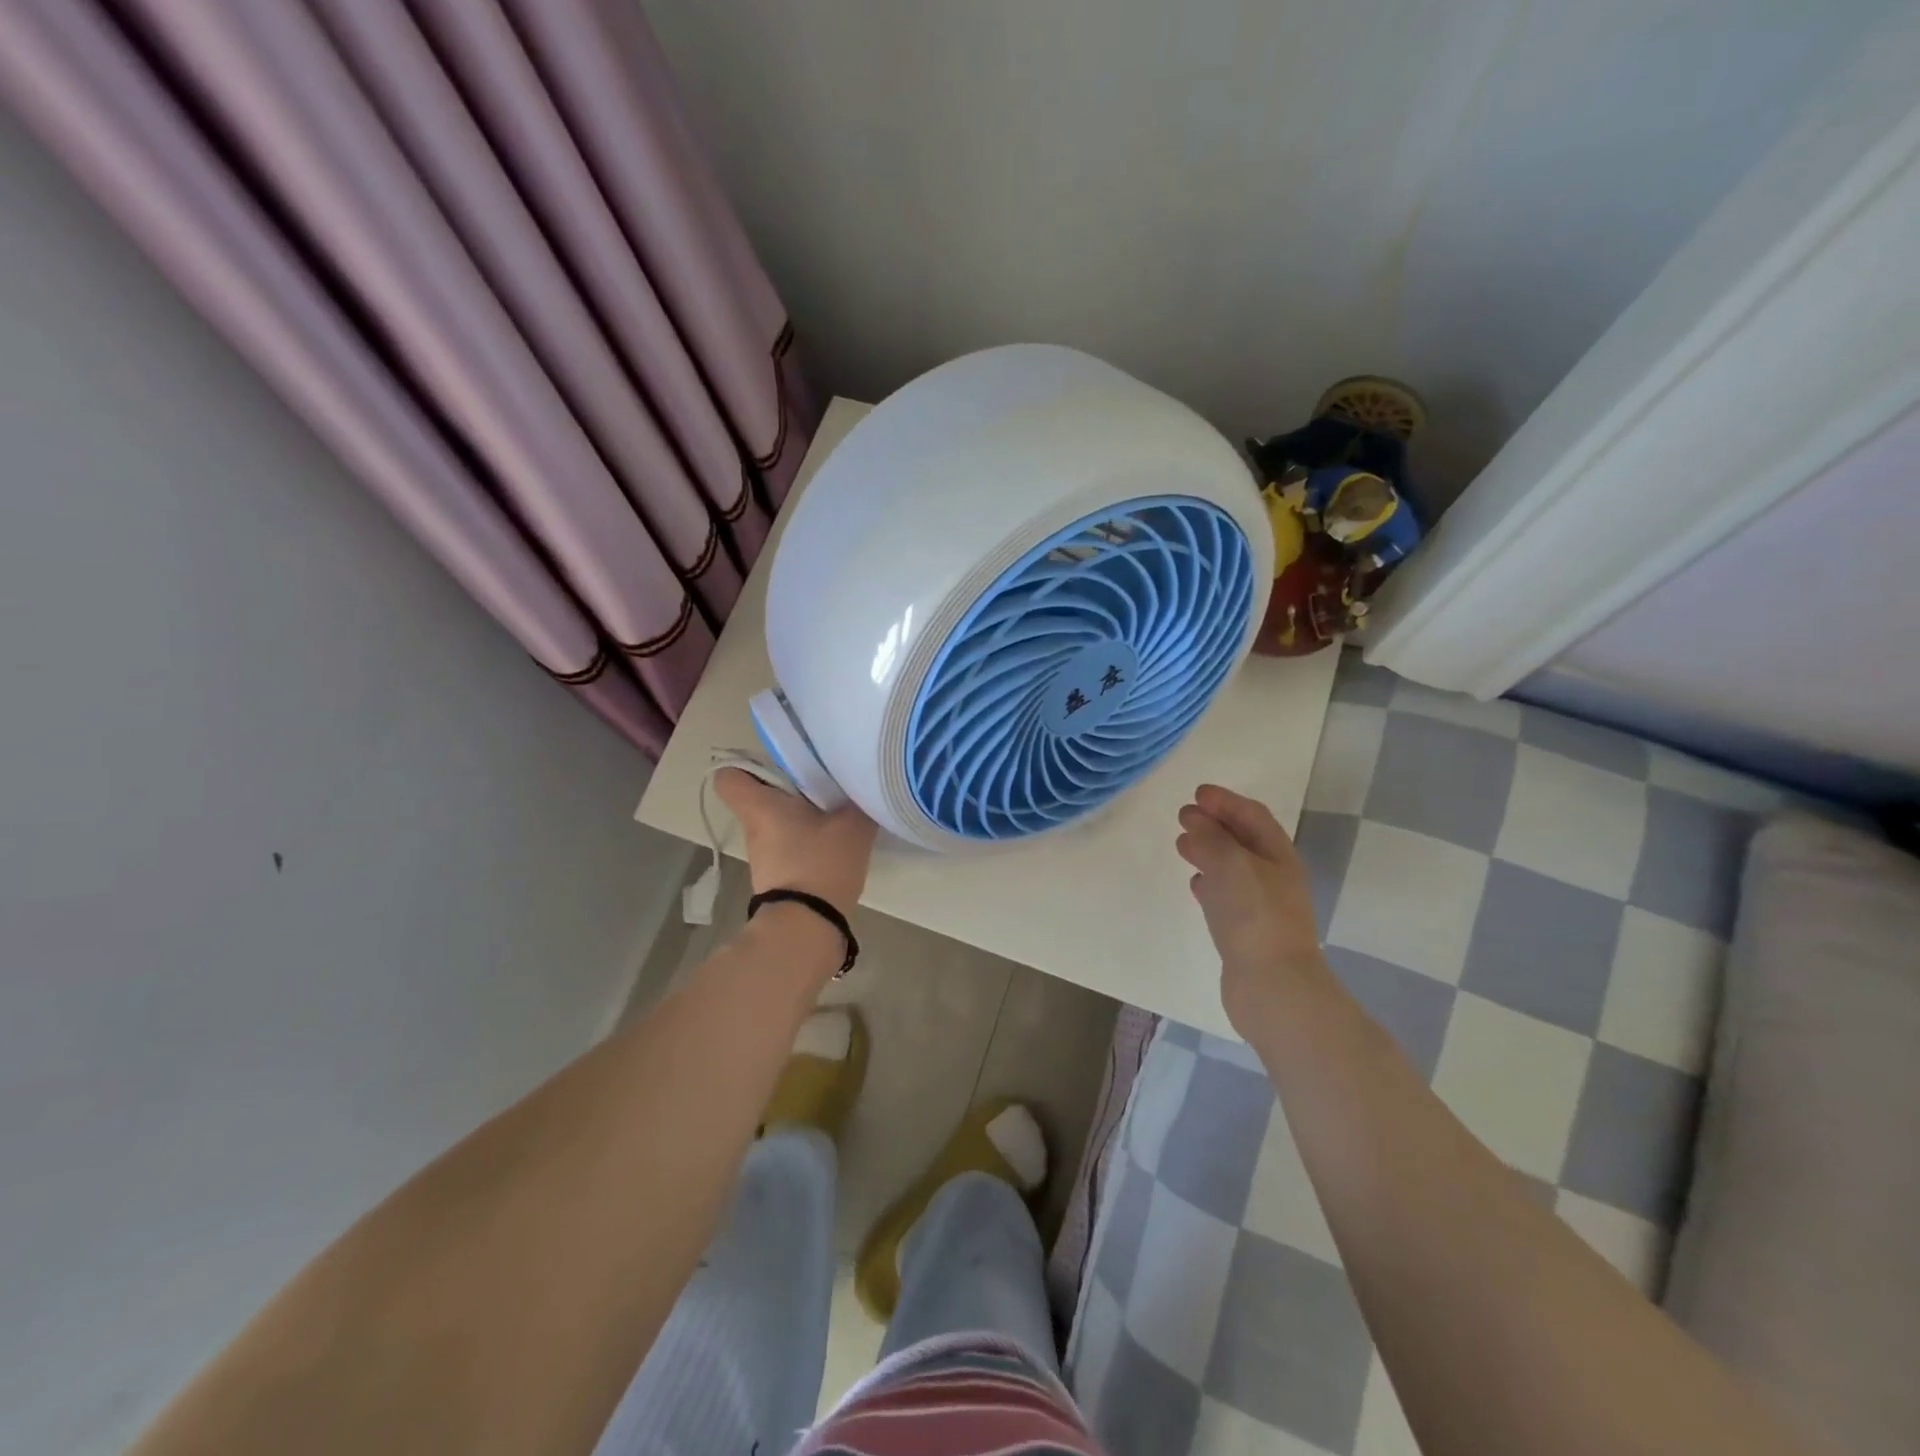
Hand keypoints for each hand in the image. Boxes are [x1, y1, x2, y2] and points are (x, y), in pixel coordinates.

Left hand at [714, 769, 876, 917]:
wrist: (807, 927)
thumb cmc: (820, 864)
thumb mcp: (852, 826)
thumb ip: (858, 802)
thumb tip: (864, 788)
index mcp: (760, 807)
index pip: (729, 777)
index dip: (747, 766)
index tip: (778, 765)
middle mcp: (754, 828)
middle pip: (760, 797)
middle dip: (789, 788)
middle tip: (823, 784)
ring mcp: (763, 856)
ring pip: (777, 822)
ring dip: (801, 816)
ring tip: (836, 813)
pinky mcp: (777, 876)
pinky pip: (788, 845)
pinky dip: (806, 840)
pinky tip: (835, 843)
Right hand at [1176, 784, 1326, 1031]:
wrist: (1273, 987)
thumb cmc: (1255, 918)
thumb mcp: (1230, 865)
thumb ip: (1210, 838)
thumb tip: (1195, 820)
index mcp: (1278, 856)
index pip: (1252, 816)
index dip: (1226, 801)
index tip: (1196, 793)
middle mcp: (1273, 877)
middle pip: (1242, 840)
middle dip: (1215, 824)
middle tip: (1184, 816)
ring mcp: (1261, 907)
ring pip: (1232, 868)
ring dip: (1209, 852)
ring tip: (1182, 845)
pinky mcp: (1246, 932)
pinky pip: (1226, 896)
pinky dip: (1209, 883)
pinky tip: (1195, 885)